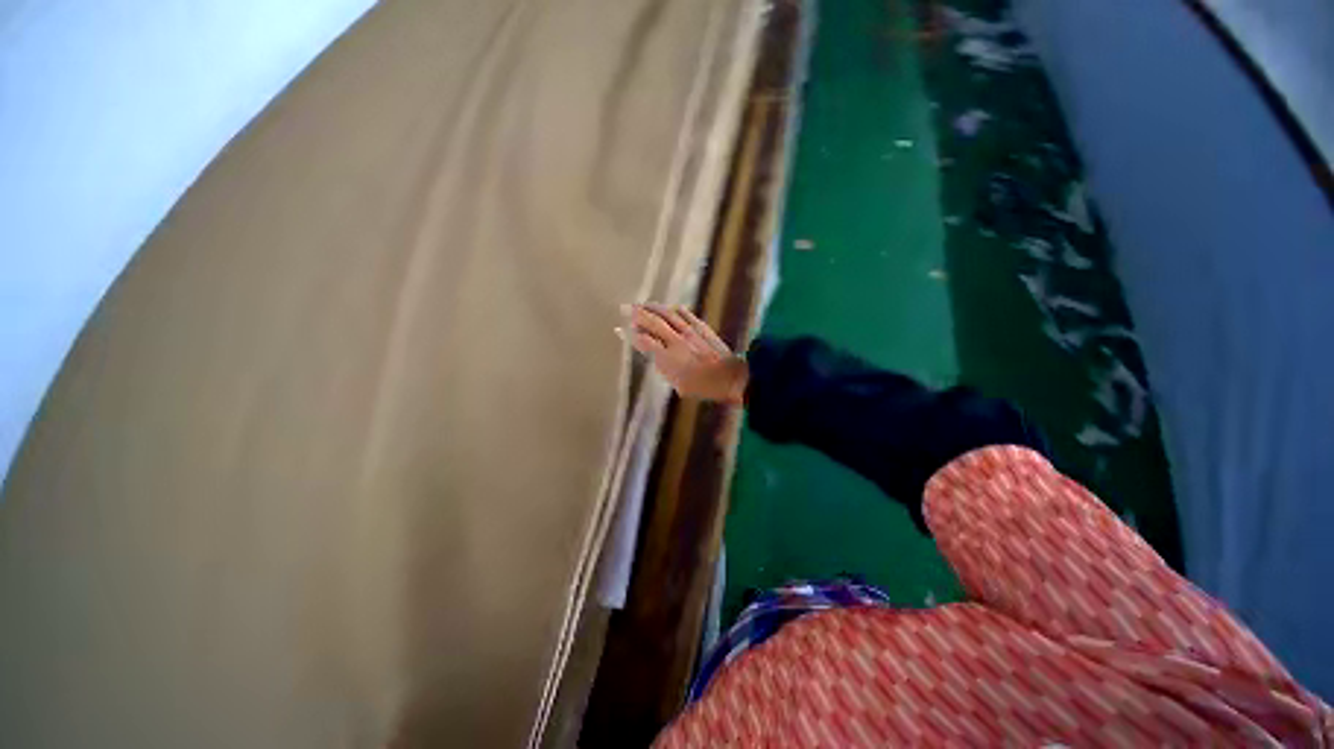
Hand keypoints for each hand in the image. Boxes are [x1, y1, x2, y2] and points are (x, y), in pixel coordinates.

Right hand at [619, 303, 746, 404]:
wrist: (729, 377)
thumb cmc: (703, 387)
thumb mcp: (679, 385)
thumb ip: (665, 369)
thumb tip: (656, 357)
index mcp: (668, 357)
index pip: (644, 341)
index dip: (631, 335)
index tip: (620, 330)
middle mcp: (676, 340)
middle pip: (653, 322)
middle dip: (637, 314)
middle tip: (625, 308)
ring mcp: (690, 331)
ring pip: (668, 314)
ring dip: (654, 308)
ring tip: (644, 304)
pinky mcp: (702, 328)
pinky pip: (686, 314)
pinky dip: (676, 309)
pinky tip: (671, 307)